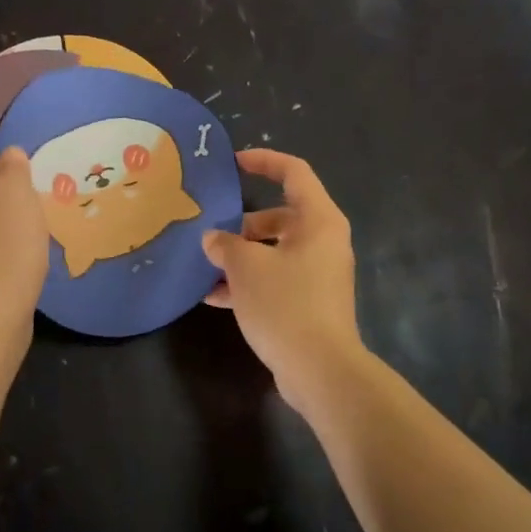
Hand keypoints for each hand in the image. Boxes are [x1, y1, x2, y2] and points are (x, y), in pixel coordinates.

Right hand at [202, 150, 365, 398]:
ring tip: (206, 269)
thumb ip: (225, 244)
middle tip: (212, 235)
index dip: (264, 161)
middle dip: (242, 224)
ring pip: (275, 251)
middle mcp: (324, 241)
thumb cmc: (286, 304)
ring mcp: (319, 273)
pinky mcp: (311, 301)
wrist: (320, 370)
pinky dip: (250, 282)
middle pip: (280, 216)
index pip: (294, 172)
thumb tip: (214, 239)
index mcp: (318, 220)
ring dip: (241, 257)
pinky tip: (215, 298)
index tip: (234, 162)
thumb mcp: (246, 268)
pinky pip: (277, 278)